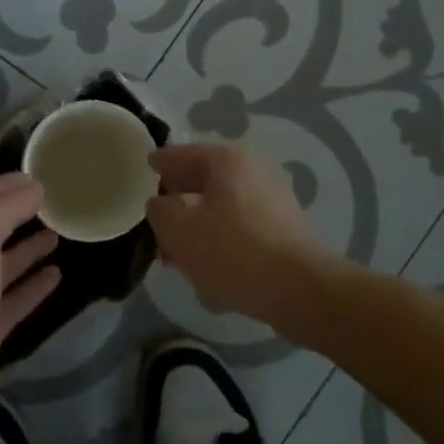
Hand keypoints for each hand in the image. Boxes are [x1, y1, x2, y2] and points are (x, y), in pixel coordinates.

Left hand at [0, 174, 60, 443]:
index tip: (37, 175)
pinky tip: (57, 274)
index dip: (4, 185)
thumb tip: (33, 189)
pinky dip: (33, 285)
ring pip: (1, 265)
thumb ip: (3, 210)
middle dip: (17, 214)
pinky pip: (12, 300)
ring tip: (59, 233)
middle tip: (53, 202)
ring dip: (27, 248)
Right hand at [146, 143, 332, 331]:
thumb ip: (159, 210)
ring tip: (175, 251)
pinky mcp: (283, 229)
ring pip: (221, 205)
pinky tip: (206, 264)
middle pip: (203, 179)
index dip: (158, 163)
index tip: (143, 169)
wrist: (300, 289)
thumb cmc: (232, 250)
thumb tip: (160, 204)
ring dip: (197, 223)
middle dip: (177, 199)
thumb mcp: (178, 229)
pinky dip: (219, 238)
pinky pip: (239, 226)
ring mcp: (273, 199)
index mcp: (227, 159)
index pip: (181, 153)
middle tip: (155, 220)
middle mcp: (253, 169)